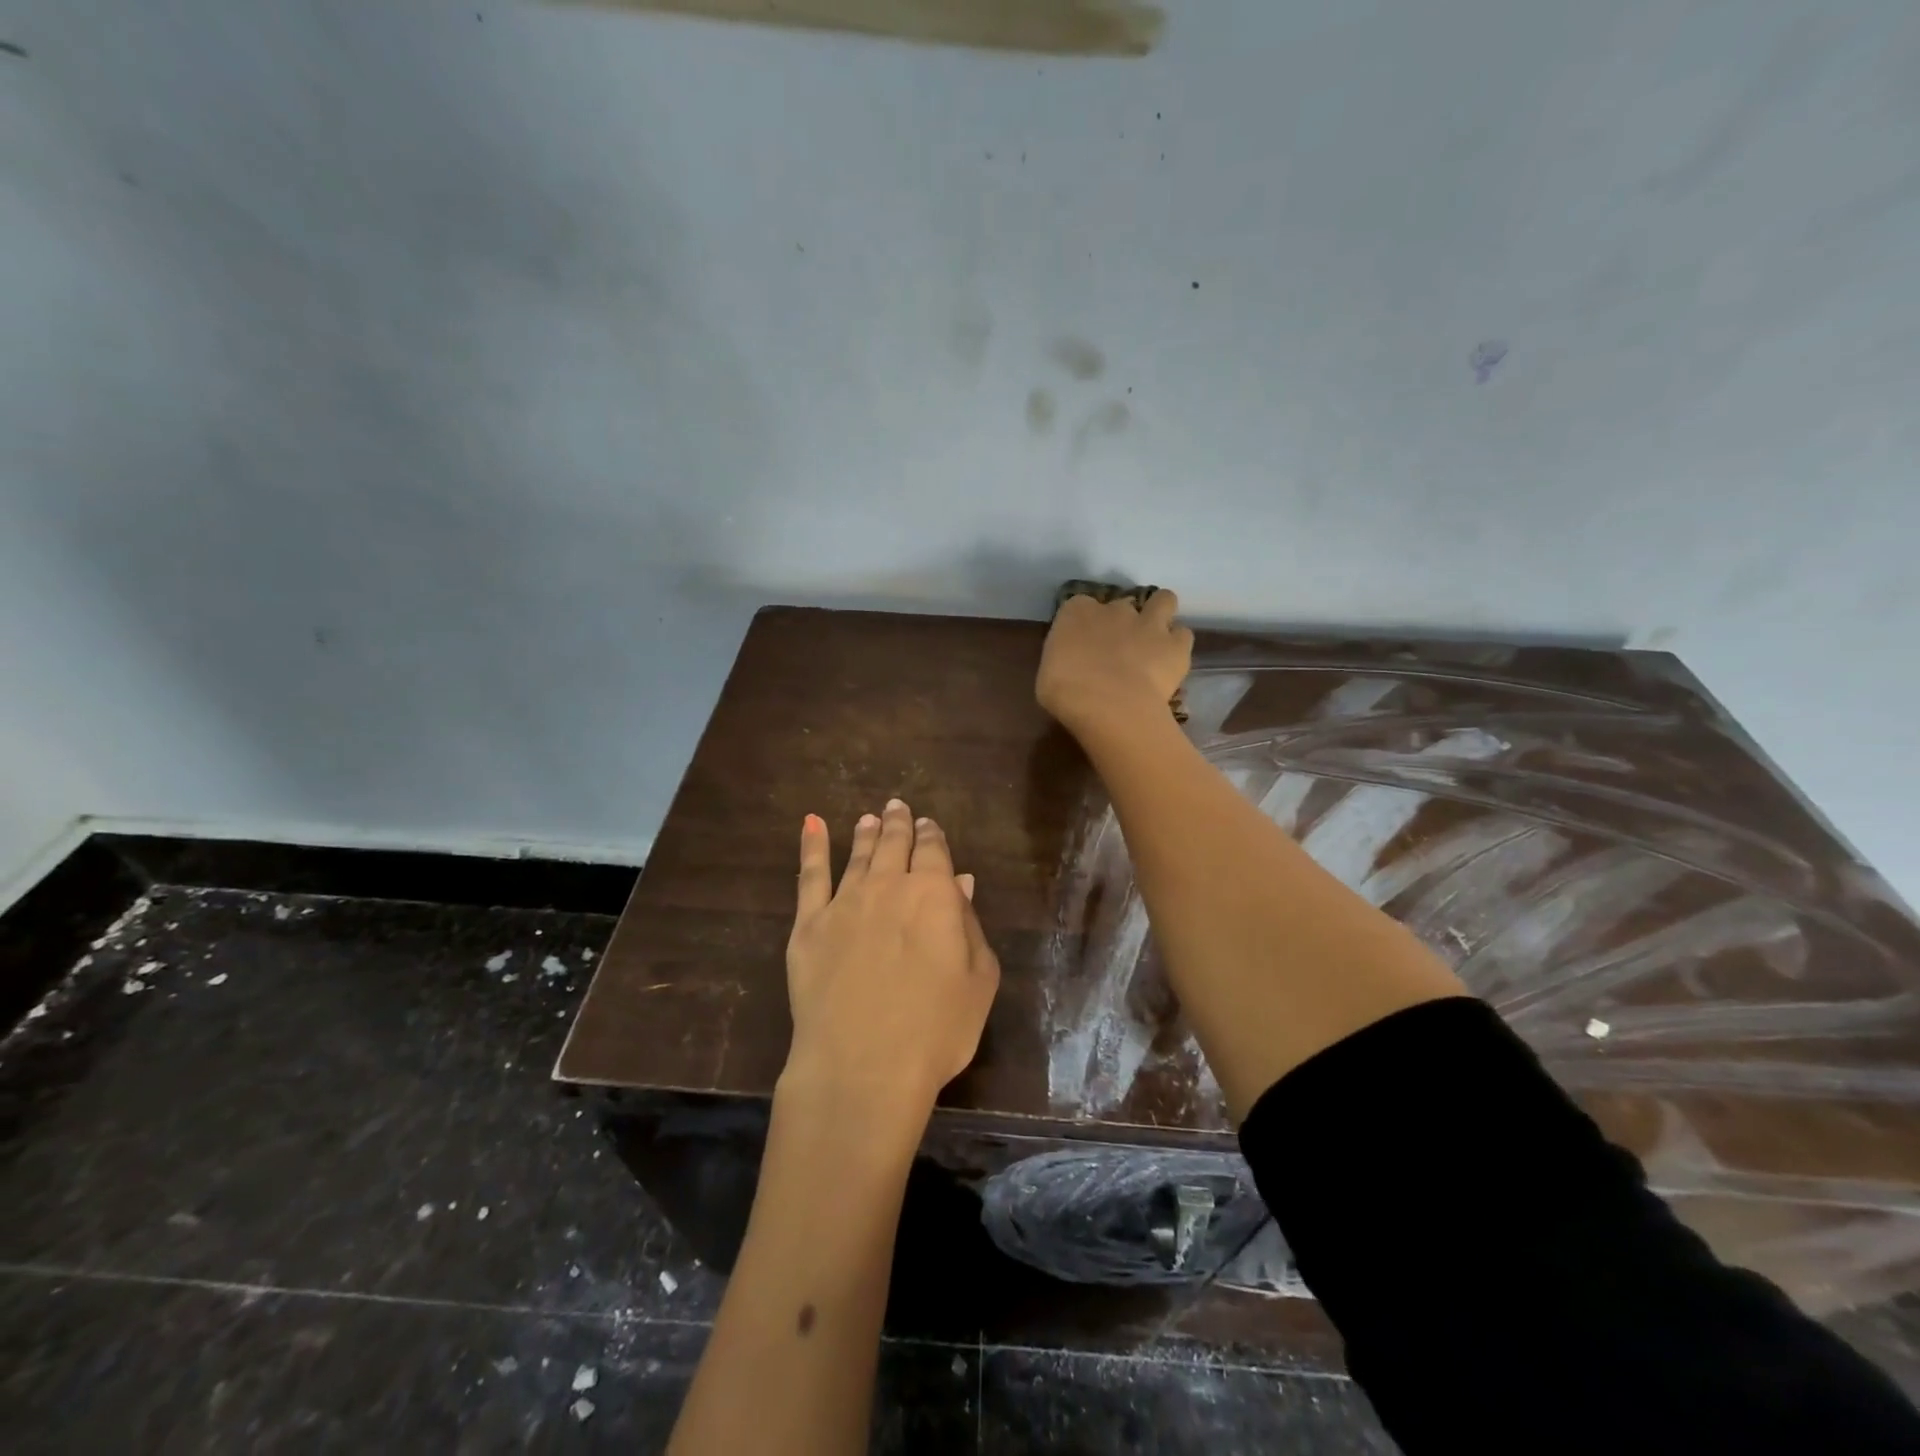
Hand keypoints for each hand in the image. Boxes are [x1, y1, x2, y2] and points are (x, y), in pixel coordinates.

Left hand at [783, 799, 1000, 1118]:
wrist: (862, 1066)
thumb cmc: (935, 1030)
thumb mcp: (978, 981)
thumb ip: (970, 926)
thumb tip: (961, 883)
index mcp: (934, 894)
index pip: (933, 850)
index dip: (931, 835)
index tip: (928, 825)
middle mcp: (888, 885)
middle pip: (893, 844)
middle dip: (898, 824)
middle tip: (897, 807)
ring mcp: (844, 902)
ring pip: (857, 855)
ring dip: (864, 833)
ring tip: (867, 818)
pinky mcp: (808, 925)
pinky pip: (809, 875)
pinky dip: (812, 846)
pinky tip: (811, 825)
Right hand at [1036, 588, 1193, 736]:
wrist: (1109, 706)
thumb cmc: (1066, 692)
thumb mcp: (1048, 674)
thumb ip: (1063, 659)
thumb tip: (1071, 663)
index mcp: (1076, 613)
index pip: (1080, 606)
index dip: (1084, 623)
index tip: (1083, 642)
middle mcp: (1115, 609)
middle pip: (1122, 604)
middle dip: (1122, 620)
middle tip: (1119, 646)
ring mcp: (1149, 623)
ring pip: (1164, 600)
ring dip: (1160, 614)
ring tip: (1154, 639)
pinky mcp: (1176, 645)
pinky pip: (1182, 635)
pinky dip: (1177, 645)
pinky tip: (1169, 662)